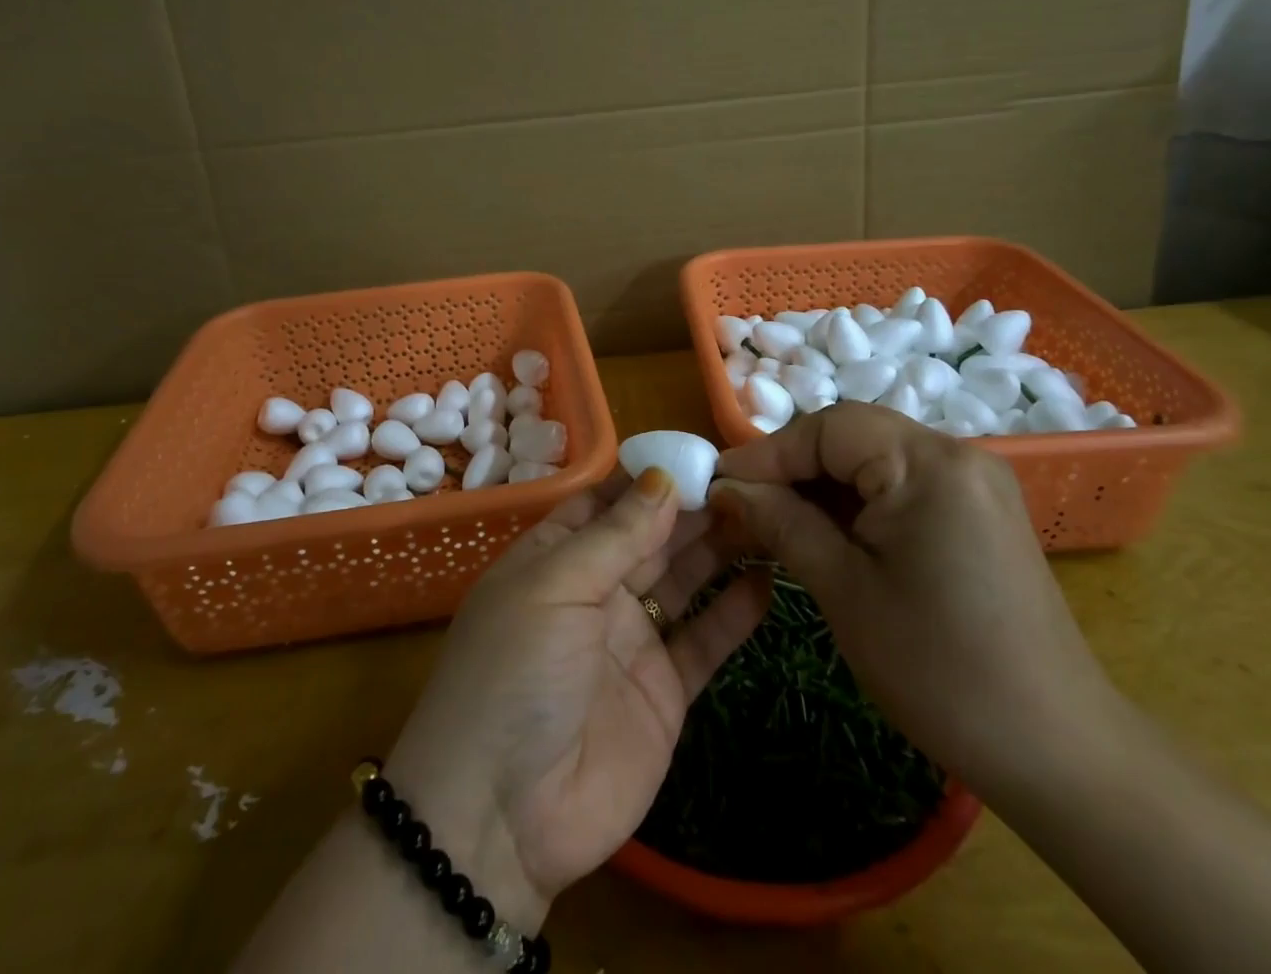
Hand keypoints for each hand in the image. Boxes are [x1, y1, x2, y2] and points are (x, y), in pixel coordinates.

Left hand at [384, 469, 770, 927]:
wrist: (502, 818)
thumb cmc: (514, 673)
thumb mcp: (555, 588)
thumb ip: (615, 536)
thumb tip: (661, 477)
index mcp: (556, 557)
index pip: (607, 500)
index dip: (649, 476)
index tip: (699, 452)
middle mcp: (595, 590)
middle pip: (652, 536)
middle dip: (694, 507)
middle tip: (750, 480)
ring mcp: (632, 640)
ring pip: (684, 579)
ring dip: (720, 549)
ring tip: (767, 516)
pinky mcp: (665, 691)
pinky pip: (705, 641)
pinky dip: (735, 613)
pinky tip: (768, 581)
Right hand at [710, 402, 1118, 798]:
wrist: (1057, 752)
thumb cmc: (939, 669)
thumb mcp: (843, 590)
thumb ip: (781, 522)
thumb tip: (726, 487)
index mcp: (929, 463)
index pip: (828, 428)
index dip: (768, 452)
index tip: (718, 484)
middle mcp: (957, 455)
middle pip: (852, 437)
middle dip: (792, 469)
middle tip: (741, 505)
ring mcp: (973, 483)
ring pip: (873, 460)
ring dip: (821, 487)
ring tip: (773, 522)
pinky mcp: (978, 512)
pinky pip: (901, 486)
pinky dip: (856, 503)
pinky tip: (824, 534)